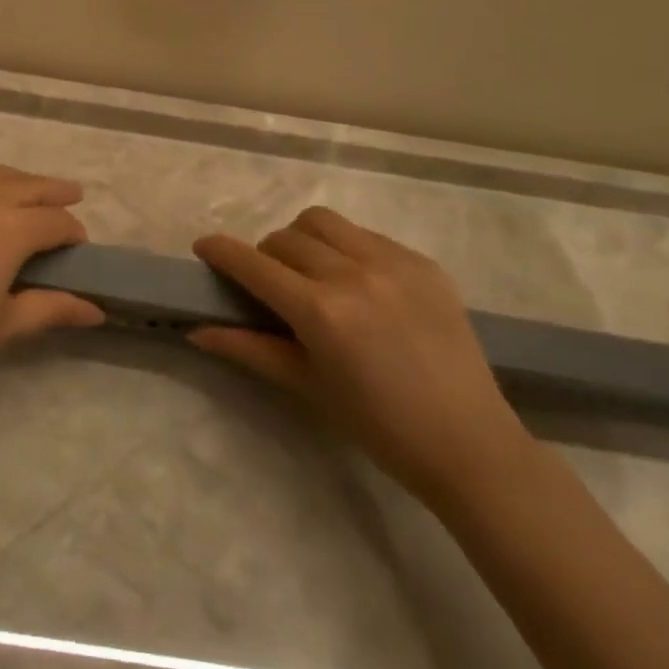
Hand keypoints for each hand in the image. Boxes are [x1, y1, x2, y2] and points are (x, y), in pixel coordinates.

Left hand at [0, 161, 104, 423]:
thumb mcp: (2, 328)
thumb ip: (50, 307)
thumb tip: (96, 310)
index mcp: (4, 231)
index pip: (52, 221)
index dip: (71, 232)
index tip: (79, 247)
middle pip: (25, 186)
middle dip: (53, 193)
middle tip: (72, 198)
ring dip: (16, 180)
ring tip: (31, 192)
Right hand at [191, 206, 533, 506]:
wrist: (471, 445)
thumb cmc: (379, 427)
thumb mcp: (307, 386)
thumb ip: (249, 349)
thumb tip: (198, 330)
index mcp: (321, 312)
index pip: (254, 264)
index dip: (222, 251)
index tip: (203, 247)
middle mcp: (353, 275)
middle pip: (285, 238)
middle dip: (265, 256)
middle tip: (271, 285)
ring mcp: (393, 263)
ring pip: (323, 222)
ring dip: (303, 240)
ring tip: (313, 273)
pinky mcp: (423, 263)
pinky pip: (366, 235)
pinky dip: (347, 249)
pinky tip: (360, 285)